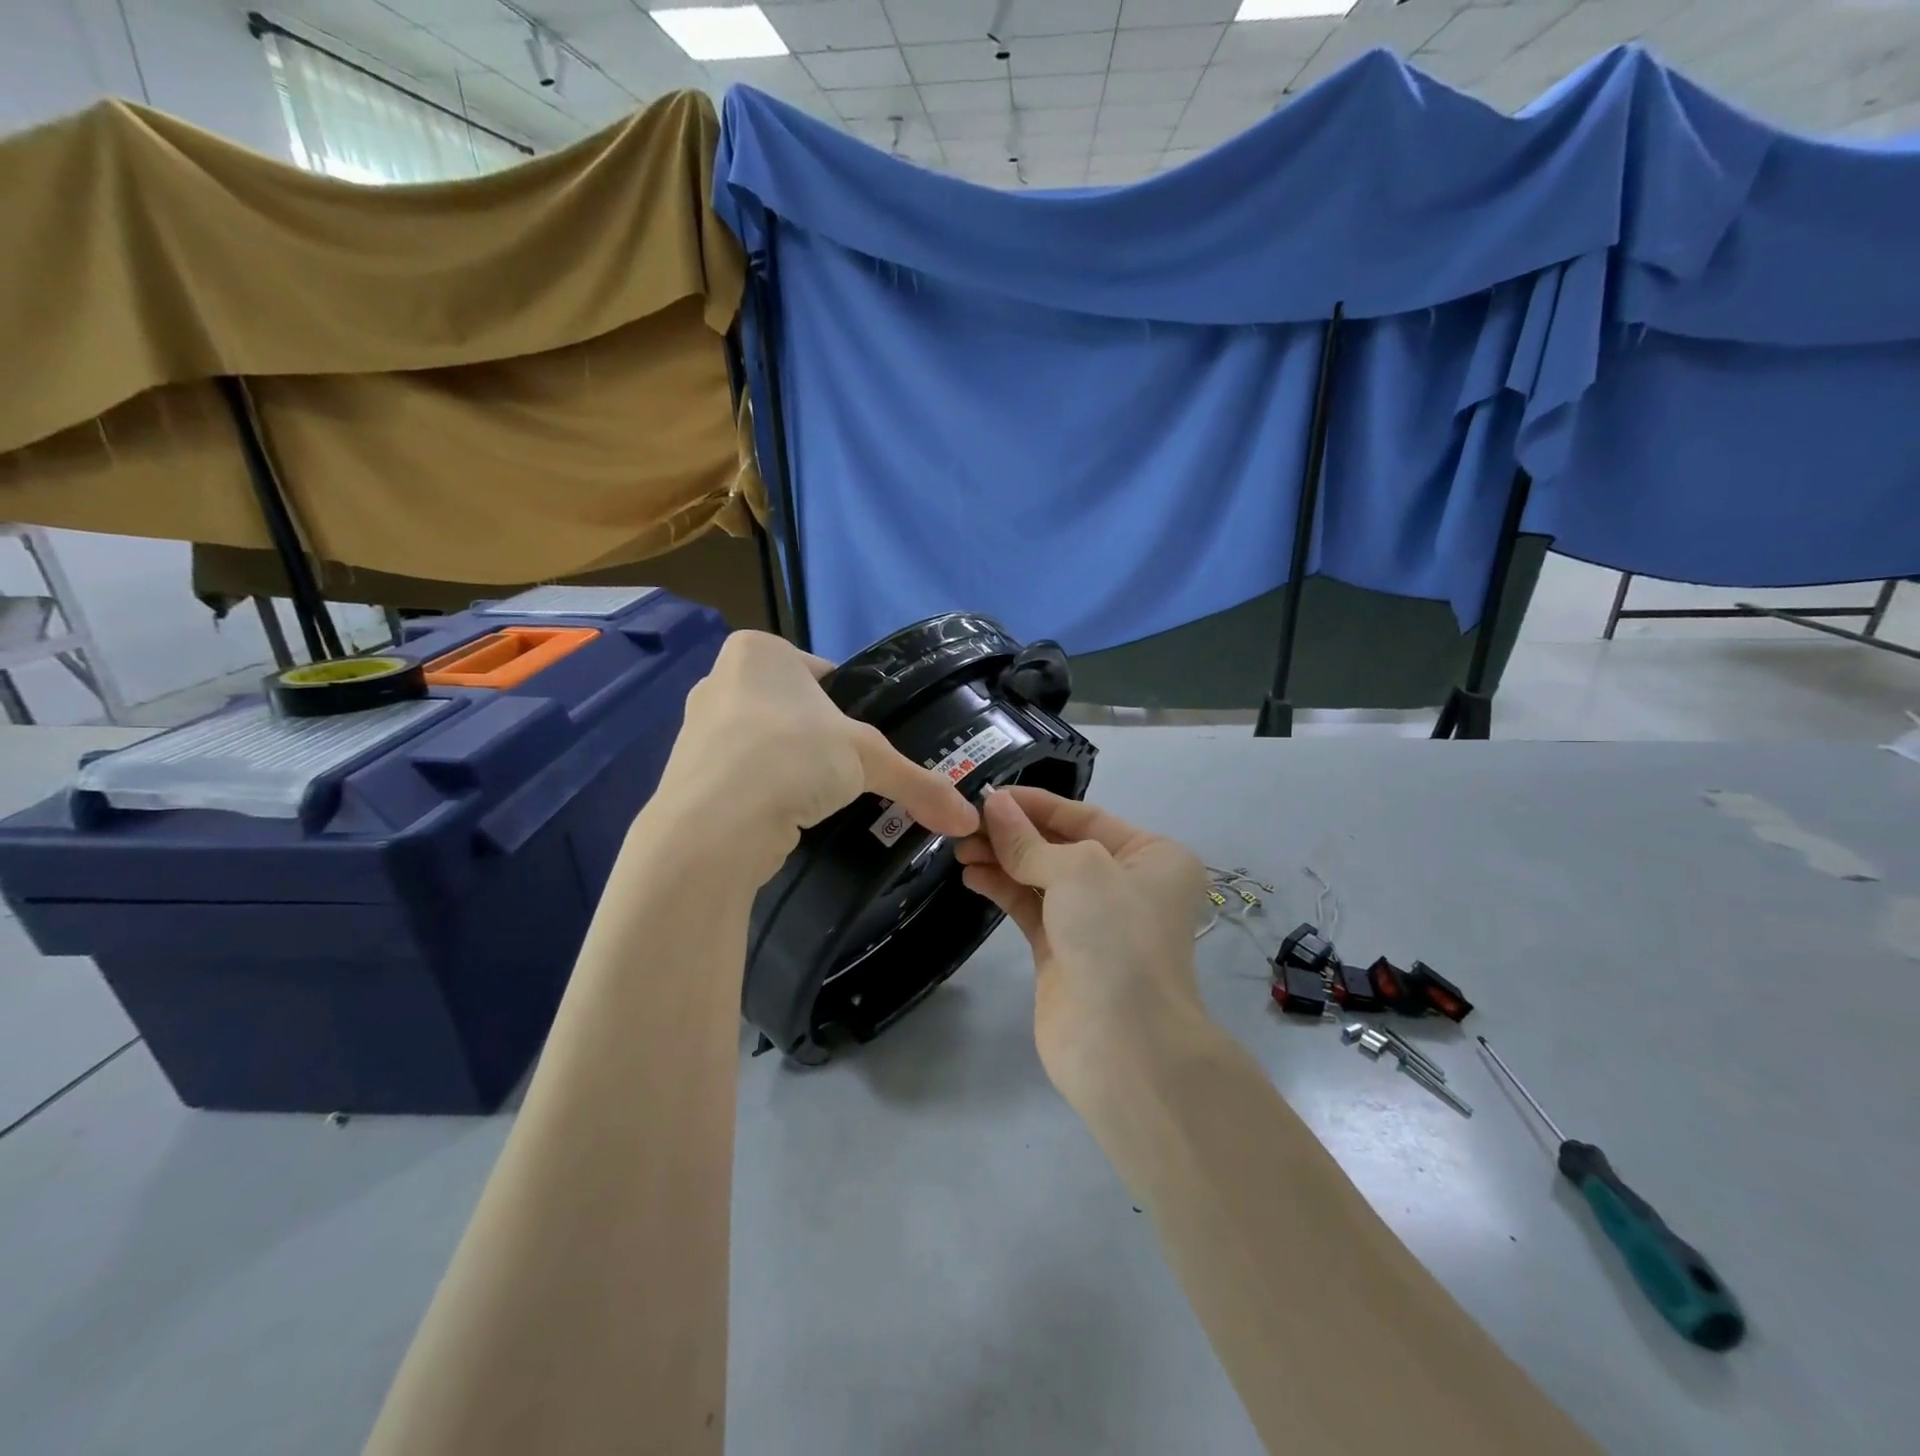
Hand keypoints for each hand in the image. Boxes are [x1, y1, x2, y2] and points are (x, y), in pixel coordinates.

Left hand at [649, 632, 979, 885]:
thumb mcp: (867, 760)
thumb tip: (968, 819)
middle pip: (795, 709)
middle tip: (851, 773)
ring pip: (769, 744)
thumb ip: (919, 783)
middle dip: (822, 741)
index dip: (853, 709)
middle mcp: (720, 680)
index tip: (867, 743)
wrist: (712, 828)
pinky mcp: (689, 774)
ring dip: (794, 768)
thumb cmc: (791, 758)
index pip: (824, 675)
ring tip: (820, 798)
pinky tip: (787, 815)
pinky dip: (768, 793)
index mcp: (758, 652)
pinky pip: (744, 776)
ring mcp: (698, 728)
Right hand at [956, 786, 1211, 1108]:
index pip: (1085, 816)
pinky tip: (971, 875)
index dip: (1035, 803)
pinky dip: (1002, 888)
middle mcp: (1126, 883)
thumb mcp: (1077, 870)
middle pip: (1059, 845)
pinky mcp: (1063, 951)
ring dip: (1001, 859)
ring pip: (1040, 876)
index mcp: (1151, 856)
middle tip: (963, 823)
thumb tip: (993, 805)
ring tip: (959, 848)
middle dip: (1012, 833)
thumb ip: (1027, 840)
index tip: (987, 794)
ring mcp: (1094, 921)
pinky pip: (1029, 907)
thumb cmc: (1115, 937)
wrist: (1124, 1044)